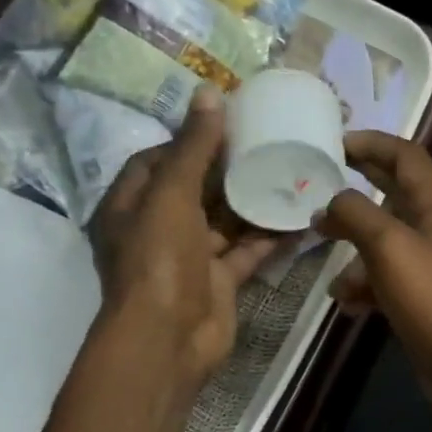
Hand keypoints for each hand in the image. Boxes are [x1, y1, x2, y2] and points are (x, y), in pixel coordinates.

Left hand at [88, 87, 277, 391]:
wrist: (170, 338)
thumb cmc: (159, 259)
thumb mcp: (172, 194)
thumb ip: (193, 147)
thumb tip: (208, 94)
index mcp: (131, 205)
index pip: (156, 161)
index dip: (186, 141)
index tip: (224, 125)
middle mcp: (157, 228)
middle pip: (194, 190)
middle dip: (226, 169)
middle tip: (265, 144)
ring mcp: (189, 257)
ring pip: (225, 220)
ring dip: (252, 201)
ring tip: (288, 173)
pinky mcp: (219, 279)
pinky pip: (247, 250)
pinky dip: (269, 236)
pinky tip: (299, 216)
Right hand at [313, 132, 431, 406]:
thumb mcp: (389, 246)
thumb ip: (356, 215)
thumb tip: (333, 202)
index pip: (406, 156)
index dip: (373, 143)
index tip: (336, 143)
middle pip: (393, 193)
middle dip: (357, 190)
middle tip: (319, 186)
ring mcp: (431, 262)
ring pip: (384, 240)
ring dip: (353, 247)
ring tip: (325, 257)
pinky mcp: (422, 294)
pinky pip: (387, 277)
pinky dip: (365, 284)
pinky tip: (345, 301)